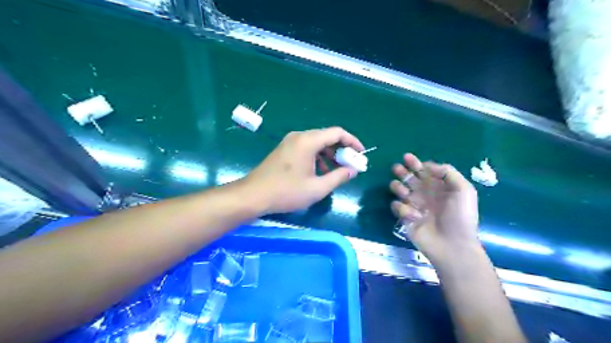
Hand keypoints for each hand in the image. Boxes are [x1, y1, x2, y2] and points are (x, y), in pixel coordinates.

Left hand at [244, 127, 363, 214]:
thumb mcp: (317, 188)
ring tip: (336, 171)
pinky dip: (317, 157)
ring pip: (316, 143)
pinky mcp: (284, 150)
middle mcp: (299, 136)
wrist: (253, 195)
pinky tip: (319, 172)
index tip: (361, 154)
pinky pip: (306, 148)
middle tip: (350, 164)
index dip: (352, 141)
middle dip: (341, 149)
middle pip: (327, 136)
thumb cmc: (286, 192)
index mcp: (308, 141)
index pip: (337, 132)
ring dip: (329, 154)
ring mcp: (289, 142)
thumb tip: (353, 170)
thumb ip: (338, 177)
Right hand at [389, 153, 479, 265]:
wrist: (452, 245)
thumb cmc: (460, 216)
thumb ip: (448, 173)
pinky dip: (401, 207)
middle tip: (397, 168)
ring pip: (400, 190)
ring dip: (398, 187)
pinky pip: (398, 207)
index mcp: (438, 187)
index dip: (416, 163)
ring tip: (402, 190)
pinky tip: (411, 214)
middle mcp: (425, 194)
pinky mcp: (406, 218)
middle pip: (409, 178)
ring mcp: (414, 206)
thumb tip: (429, 166)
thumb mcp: (464, 190)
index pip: (424, 171)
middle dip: (402, 171)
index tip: (407, 157)